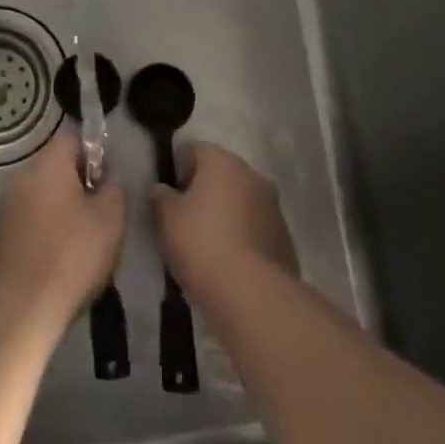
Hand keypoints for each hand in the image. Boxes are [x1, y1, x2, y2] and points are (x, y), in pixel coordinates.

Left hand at [0, 132, 126, 333]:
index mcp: (47, 164)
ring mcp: (7, 206)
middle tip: (103, 217)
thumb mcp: (111, 218)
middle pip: (57, 168)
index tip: (108, 184)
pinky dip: (49, 232)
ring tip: (86, 244)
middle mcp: (22, 176)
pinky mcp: (1, 235)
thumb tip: (108, 181)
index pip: (73, 139)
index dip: (95, 155)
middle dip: (81, 186)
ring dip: (65, 212)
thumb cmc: (71, 254)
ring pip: (45, 197)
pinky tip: (63, 261)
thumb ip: (115, 189)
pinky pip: (32, 220)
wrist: (21, 307)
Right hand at [151, 142, 297, 300]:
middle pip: (221, 174)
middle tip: (185, 221)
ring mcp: (273, 206)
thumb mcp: (166, 218)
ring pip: (240, 201)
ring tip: (207, 246)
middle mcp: (252, 175)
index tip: (169, 197)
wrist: (251, 294)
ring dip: (225, 214)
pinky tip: (229, 263)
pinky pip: (255, 228)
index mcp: (222, 162)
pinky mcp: (284, 238)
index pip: (194, 149)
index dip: (177, 169)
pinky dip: (242, 237)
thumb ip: (160, 197)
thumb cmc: (202, 244)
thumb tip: (162, 190)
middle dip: (203, 192)